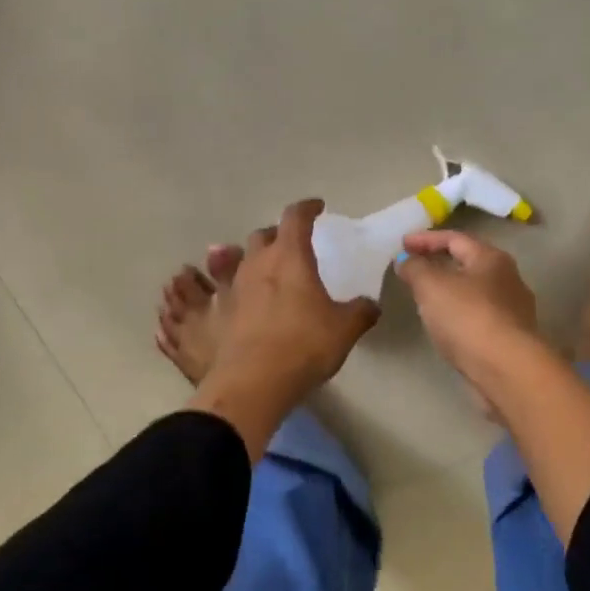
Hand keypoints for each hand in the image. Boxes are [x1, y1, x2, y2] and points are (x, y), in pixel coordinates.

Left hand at [208, 199, 380, 404]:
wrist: (252, 383)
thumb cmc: (303, 345)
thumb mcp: (344, 329)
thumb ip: (360, 312)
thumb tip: (370, 304)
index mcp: (290, 257)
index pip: (296, 217)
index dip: (307, 208)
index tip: (317, 208)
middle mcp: (257, 264)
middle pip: (264, 236)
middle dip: (279, 235)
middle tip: (294, 246)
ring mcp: (233, 287)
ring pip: (242, 259)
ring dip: (257, 260)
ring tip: (271, 274)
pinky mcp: (219, 312)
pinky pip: (228, 289)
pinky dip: (241, 289)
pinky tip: (250, 303)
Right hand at [394, 231, 539, 380]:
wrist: (507, 369)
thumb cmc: (468, 317)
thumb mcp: (431, 285)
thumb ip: (415, 268)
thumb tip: (406, 260)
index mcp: (491, 258)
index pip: (455, 238)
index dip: (426, 239)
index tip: (401, 244)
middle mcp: (508, 279)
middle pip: (468, 263)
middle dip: (439, 263)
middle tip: (413, 269)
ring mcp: (513, 310)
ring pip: (474, 292)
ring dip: (449, 290)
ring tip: (424, 298)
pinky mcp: (510, 337)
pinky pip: (478, 316)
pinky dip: (458, 314)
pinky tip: (445, 326)